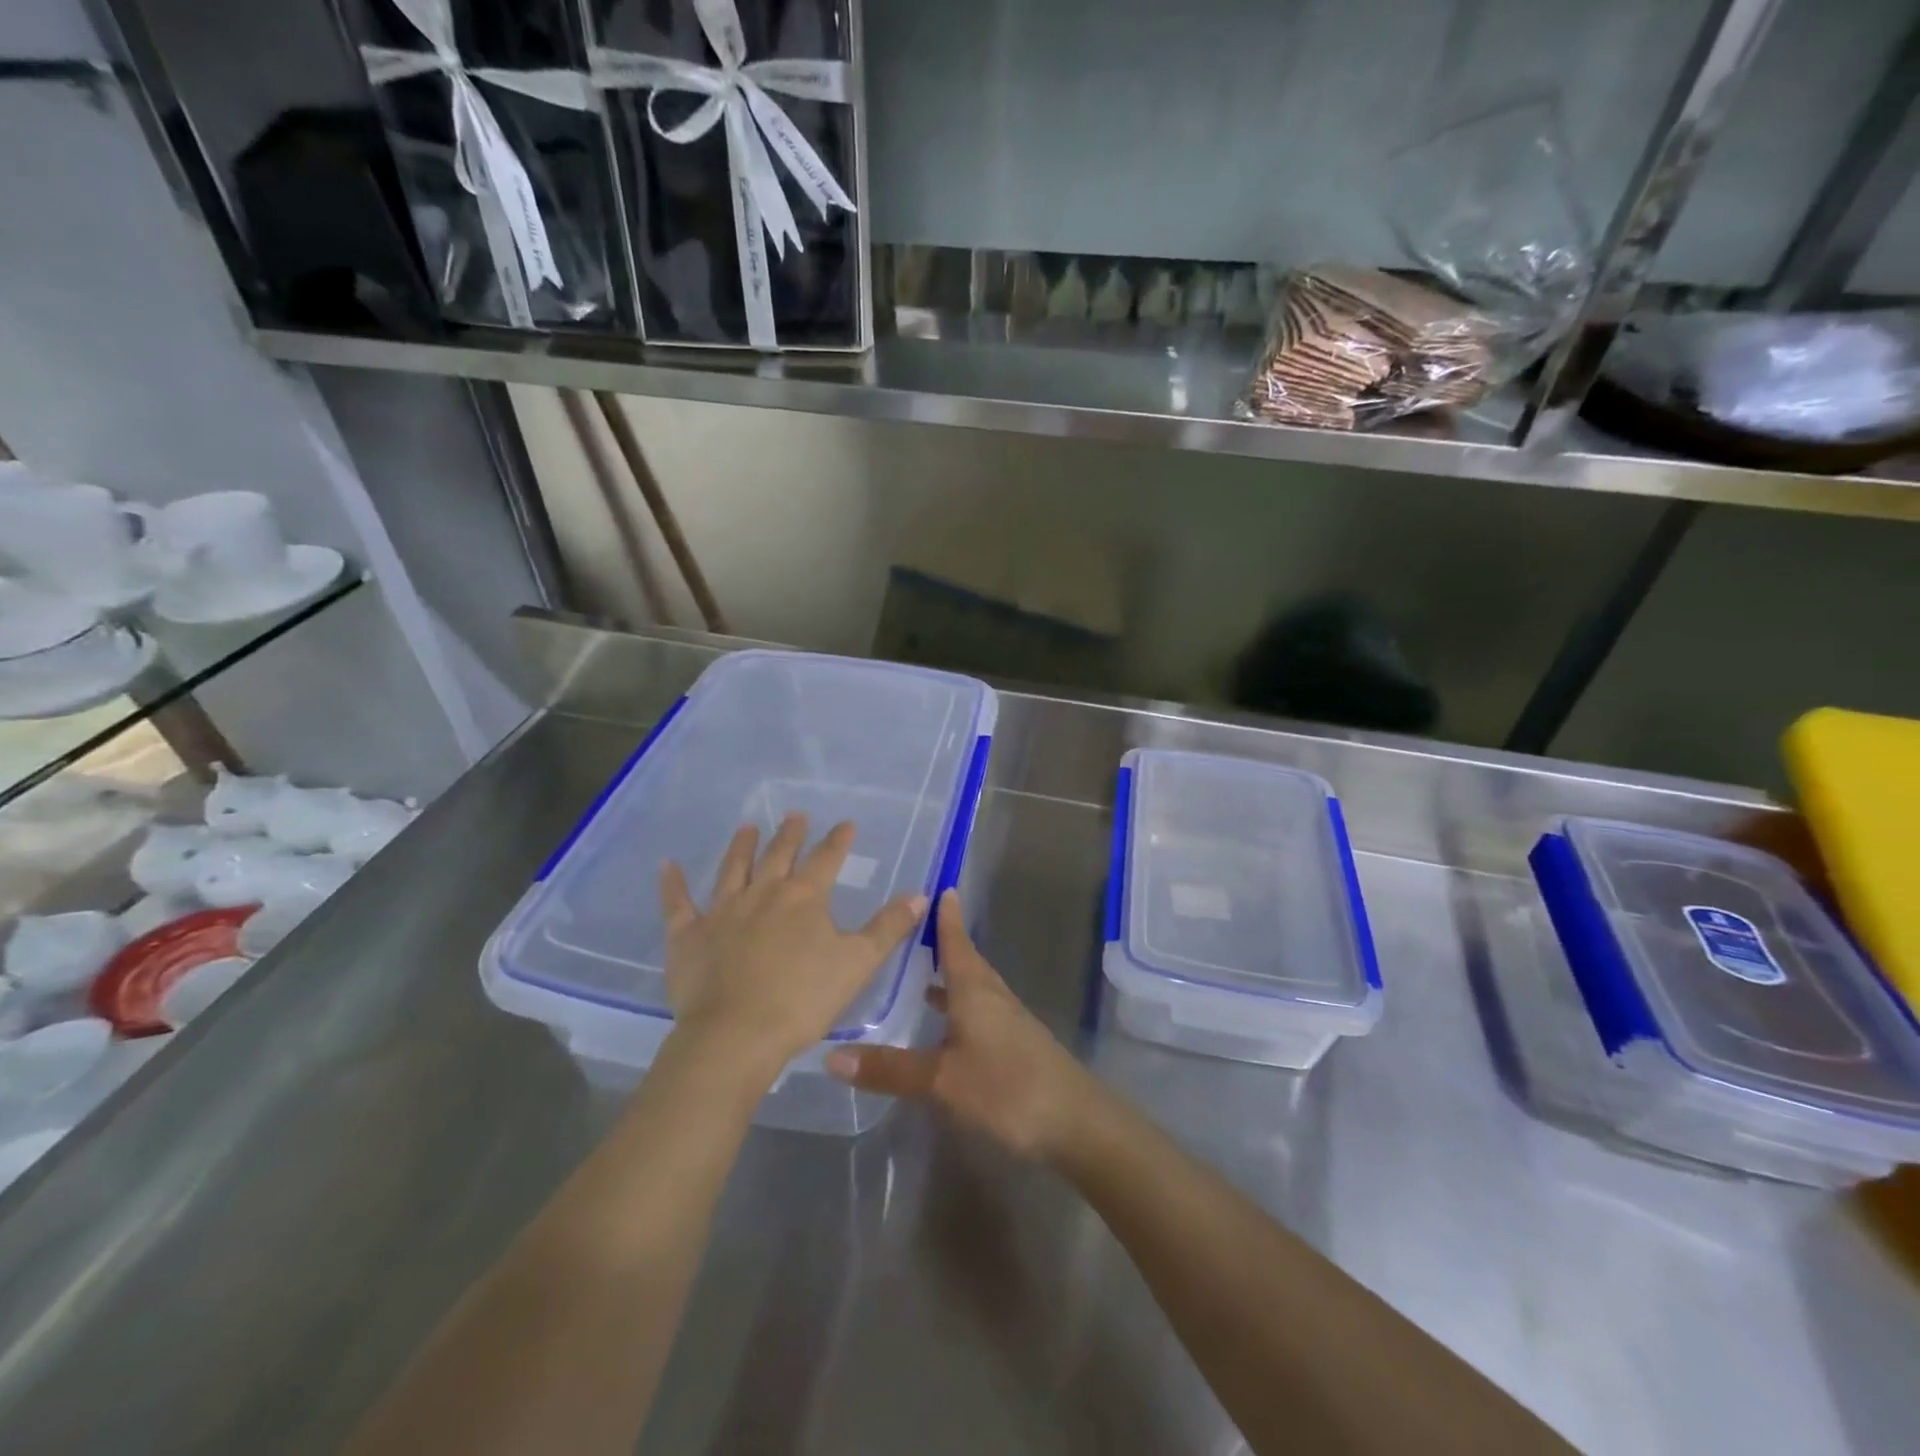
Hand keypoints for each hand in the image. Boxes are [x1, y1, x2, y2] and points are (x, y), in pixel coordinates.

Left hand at [659, 814, 927, 1077]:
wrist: (735, 1035)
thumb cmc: (803, 1000)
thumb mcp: (858, 963)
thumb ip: (888, 927)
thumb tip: (920, 894)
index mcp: (804, 899)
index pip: (826, 859)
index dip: (838, 840)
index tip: (846, 823)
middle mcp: (763, 894)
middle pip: (779, 856)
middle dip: (790, 835)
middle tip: (795, 815)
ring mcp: (722, 912)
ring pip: (733, 869)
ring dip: (741, 847)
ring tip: (747, 827)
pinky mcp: (688, 936)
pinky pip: (678, 904)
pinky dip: (673, 885)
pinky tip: (667, 866)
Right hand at [826, 890, 1098, 1160]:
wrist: (1076, 1123)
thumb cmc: (1008, 1088)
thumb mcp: (942, 1081)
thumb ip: (890, 1068)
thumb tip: (831, 1055)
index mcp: (975, 991)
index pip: (956, 943)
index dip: (947, 918)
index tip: (940, 889)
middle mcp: (993, 997)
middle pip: (967, 962)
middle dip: (944, 944)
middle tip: (914, 930)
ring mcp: (1009, 1022)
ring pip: (975, 988)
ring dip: (951, 977)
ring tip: (921, 977)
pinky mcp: (1017, 1045)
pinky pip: (981, 1011)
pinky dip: (960, 1007)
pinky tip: (948, 1026)